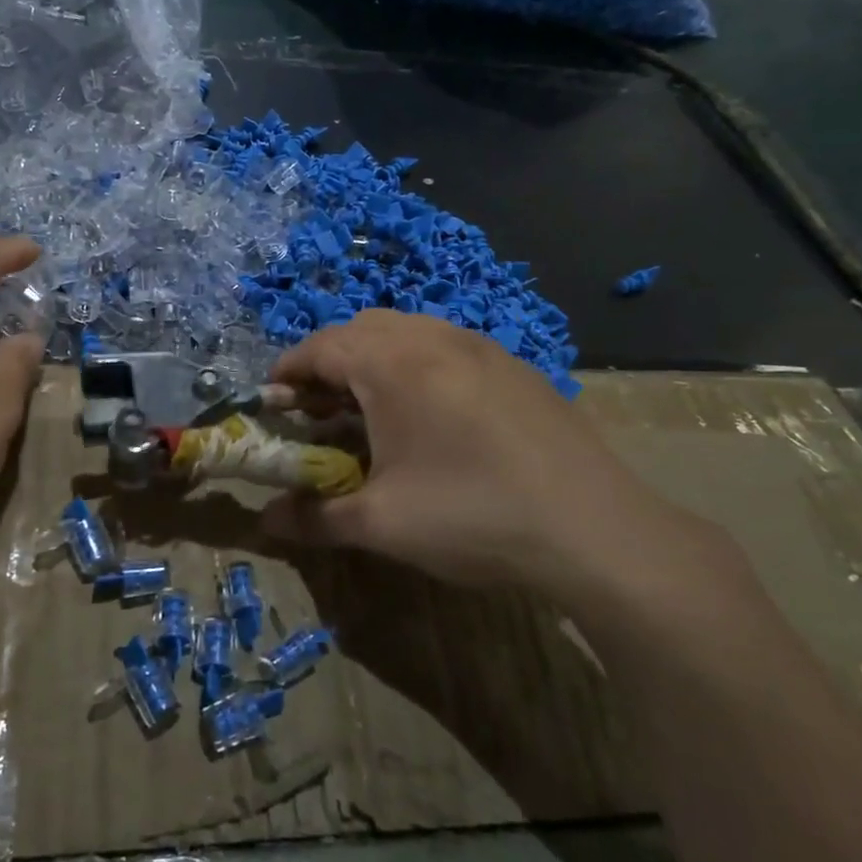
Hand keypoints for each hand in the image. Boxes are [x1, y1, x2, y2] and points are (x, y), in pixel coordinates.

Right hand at [263, 311, 734, 615]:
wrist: (596, 531)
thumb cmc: (472, 517)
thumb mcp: (380, 525)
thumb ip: (313, 517)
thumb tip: (264, 522)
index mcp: (394, 363)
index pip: (320, 346)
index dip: (287, 372)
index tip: (271, 403)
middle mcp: (435, 338)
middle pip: (361, 329)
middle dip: (329, 363)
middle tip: (319, 411)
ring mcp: (482, 346)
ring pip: (408, 332)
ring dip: (375, 361)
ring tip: (372, 412)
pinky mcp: (515, 367)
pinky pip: (447, 347)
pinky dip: (418, 366)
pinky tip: (432, 417)